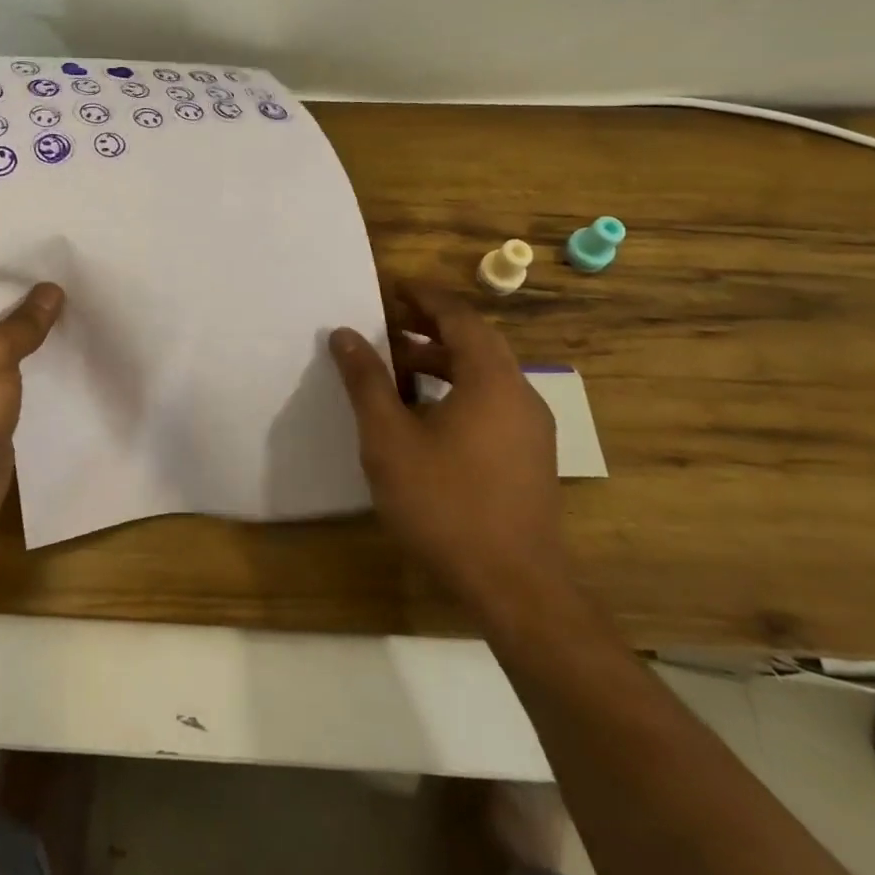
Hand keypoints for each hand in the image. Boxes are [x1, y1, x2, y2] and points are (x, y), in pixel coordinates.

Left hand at [0, 249, 63, 533]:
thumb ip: (24, 320)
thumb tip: (52, 291)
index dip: (6, 248)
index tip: (48, 231)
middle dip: (29, 282)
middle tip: (77, 259)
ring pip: (7, 332)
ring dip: (38, 319)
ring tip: (85, 292)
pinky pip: (17, 364)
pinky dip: (41, 352)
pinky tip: (75, 338)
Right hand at [329, 282, 568, 612]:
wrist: (515, 587)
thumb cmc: (445, 503)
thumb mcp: (389, 438)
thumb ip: (366, 381)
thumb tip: (343, 334)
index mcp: (491, 379)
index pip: (459, 316)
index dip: (424, 297)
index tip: (391, 287)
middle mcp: (519, 393)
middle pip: (475, 342)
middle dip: (430, 328)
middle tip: (386, 326)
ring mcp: (531, 428)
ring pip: (485, 374)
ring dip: (441, 362)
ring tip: (397, 370)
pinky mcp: (530, 457)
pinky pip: (491, 402)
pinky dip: (457, 390)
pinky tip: (425, 417)